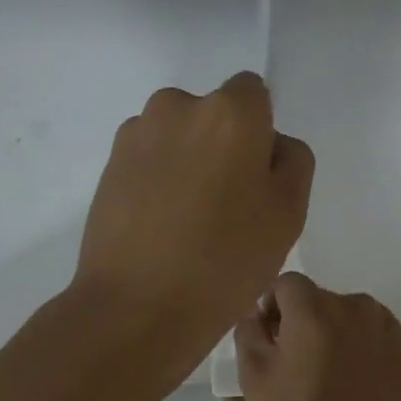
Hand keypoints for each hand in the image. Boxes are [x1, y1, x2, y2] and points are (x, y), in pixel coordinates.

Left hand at [74, 73, 312, 372]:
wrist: (135, 307)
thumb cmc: (225, 262)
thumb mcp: (288, 213)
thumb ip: (292, 160)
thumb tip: (271, 144)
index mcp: (229, 112)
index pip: (255, 93)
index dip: (261, 133)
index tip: (256, 179)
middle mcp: (177, 106)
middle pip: (214, 113)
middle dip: (224, 145)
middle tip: (226, 206)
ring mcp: (136, 134)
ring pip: (179, 135)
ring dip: (188, 160)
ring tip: (188, 221)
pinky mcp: (108, 165)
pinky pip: (149, 158)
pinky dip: (158, 178)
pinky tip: (159, 226)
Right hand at [235, 273, 400, 400]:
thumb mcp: (255, 380)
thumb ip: (249, 333)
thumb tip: (255, 313)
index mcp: (314, 309)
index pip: (287, 283)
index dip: (274, 307)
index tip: (272, 340)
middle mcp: (354, 306)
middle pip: (320, 299)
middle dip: (304, 321)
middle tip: (298, 364)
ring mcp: (386, 328)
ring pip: (350, 315)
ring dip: (336, 332)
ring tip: (331, 375)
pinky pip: (375, 335)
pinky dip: (363, 348)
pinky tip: (357, 384)